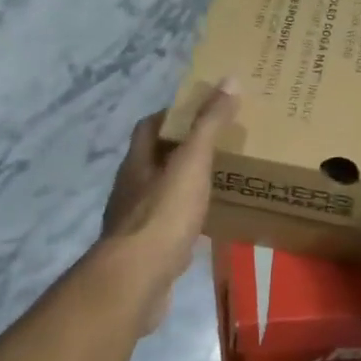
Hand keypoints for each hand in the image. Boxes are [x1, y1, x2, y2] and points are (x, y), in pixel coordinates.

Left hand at [101, 83, 237, 330]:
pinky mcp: (145, 252)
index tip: (202, 110)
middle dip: (182, 151)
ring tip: (217, 183)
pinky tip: (206, 225)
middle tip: (219, 146)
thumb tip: (230, 80)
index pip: (148, 127)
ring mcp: (134, 222)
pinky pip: (168, 226)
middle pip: (155, 160)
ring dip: (183, 186)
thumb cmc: (163, 215)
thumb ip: (209, 124)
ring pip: (161, 194)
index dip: (171, 115)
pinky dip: (185, 220)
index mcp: (137, 163)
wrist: (137, 280)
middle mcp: (131, 188)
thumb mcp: (191, 163)